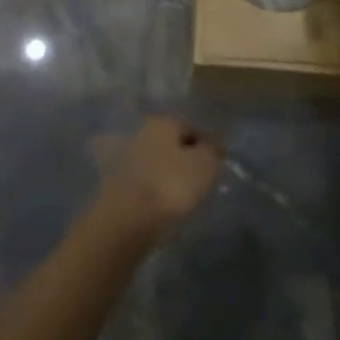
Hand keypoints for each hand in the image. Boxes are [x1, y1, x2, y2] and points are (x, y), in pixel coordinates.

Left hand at [95, 116, 221, 239]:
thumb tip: (211, 148)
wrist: (129, 216)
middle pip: (173, 145)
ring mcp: (127, 157)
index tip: (220, 166)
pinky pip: (149, 182)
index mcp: (162, 122)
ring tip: (189, 197)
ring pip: (159, 163)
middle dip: (188, 160)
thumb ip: (211, 151)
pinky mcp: (119, 182)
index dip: (208, 146)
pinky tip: (169, 205)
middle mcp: (141, 132)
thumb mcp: (205, 164)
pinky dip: (159, 190)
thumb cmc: (172, 183)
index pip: (192, 129)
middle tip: (205, 181)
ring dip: (173, 176)